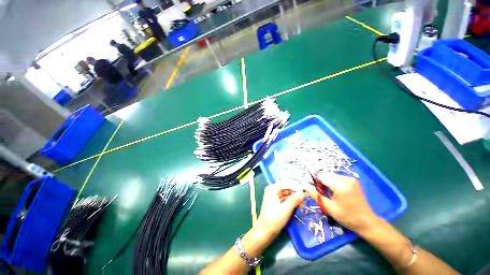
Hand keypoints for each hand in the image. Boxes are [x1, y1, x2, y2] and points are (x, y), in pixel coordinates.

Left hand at [255, 183, 304, 239]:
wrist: (265, 231)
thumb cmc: (274, 218)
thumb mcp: (286, 208)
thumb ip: (295, 199)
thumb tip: (303, 193)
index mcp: (273, 188)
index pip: (286, 184)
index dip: (296, 187)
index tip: (306, 191)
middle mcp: (272, 190)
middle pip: (286, 188)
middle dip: (295, 193)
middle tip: (306, 198)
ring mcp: (273, 197)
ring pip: (286, 194)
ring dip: (294, 198)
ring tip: (304, 202)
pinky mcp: (275, 203)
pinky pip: (285, 199)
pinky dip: (291, 202)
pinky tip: (298, 205)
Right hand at [304, 172, 379, 233]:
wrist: (367, 222)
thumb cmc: (347, 217)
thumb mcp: (328, 208)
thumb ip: (315, 195)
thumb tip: (304, 185)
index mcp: (341, 186)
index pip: (321, 177)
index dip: (315, 183)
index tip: (316, 191)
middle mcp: (346, 179)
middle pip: (326, 175)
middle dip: (321, 183)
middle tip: (323, 194)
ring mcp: (351, 179)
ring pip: (331, 176)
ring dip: (327, 182)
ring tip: (330, 194)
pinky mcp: (353, 180)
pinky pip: (337, 178)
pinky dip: (333, 183)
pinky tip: (336, 192)